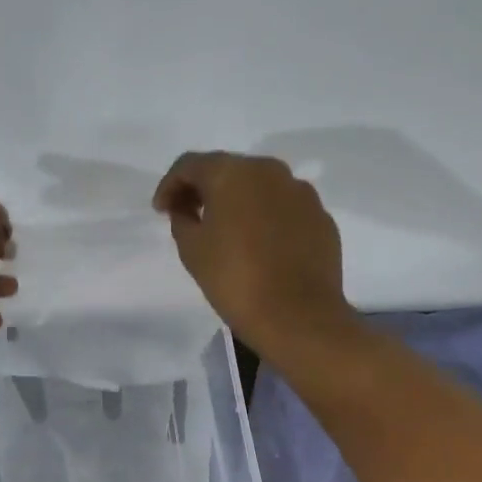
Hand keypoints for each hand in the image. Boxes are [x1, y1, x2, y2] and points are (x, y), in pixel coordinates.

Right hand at [153, 151, 352, 359]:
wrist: (298, 316)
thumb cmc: (234, 279)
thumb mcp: (191, 249)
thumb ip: (182, 219)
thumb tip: (188, 209)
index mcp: (233, 173)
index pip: (190, 165)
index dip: (170, 185)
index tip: (161, 211)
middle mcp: (270, 171)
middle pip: (228, 170)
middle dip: (205, 189)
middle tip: (189, 215)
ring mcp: (301, 193)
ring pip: (259, 187)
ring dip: (238, 201)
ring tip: (226, 230)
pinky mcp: (321, 217)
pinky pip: (284, 208)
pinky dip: (266, 218)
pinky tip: (259, 245)